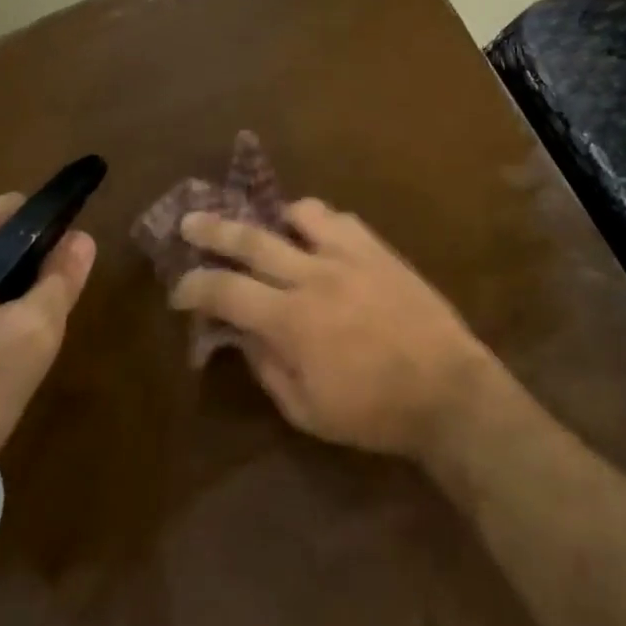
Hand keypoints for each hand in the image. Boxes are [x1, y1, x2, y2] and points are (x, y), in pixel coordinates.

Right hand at [170, 198, 498, 461]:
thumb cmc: (373, 412)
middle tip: (189, 221)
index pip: (226, 292)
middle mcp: (313, 275)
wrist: (446, 389)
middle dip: (213, 229)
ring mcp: (347, 255)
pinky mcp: (376, 248)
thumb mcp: (307, 411)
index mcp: (291, 320)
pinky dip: (318, 222)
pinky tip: (317, 236)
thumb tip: (241, 334)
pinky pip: (339, 219)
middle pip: (251, 239)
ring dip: (275, 218)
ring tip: (268, 226)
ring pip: (298, 213)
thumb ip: (267, 368)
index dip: (195, 287)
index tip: (179, 288)